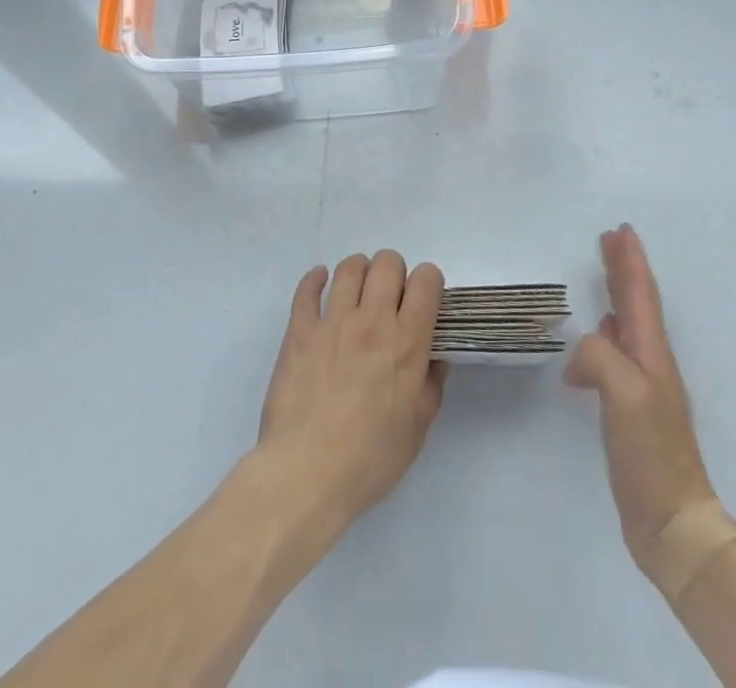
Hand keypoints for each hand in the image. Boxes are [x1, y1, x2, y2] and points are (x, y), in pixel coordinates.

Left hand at [254, 251, 447, 533]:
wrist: (306, 474)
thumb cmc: (370, 459)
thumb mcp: (417, 429)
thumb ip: (431, 385)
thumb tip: (435, 357)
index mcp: (407, 343)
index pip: (427, 280)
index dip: (429, 283)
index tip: (424, 302)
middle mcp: (372, 321)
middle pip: (388, 262)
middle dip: (395, 273)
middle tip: (390, 300)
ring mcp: (333, 322)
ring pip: (350, 267)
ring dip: (359, 273)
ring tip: (358, 293)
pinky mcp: (300, 330)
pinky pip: (307, 289)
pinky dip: (316, 279)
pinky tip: (321, 284)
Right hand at [565, 224, 716, 581]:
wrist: (672, 520)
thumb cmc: (651, 452)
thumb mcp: (623, 394)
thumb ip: (599, 356)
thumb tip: (581, 351)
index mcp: (651, 353)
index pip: (641, 295)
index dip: (631, 261)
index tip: (621, 230)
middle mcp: (651, 362)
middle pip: (637, 303)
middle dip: (625, 268)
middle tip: (610, 239)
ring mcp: (643, 386)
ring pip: (628, 325)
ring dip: (618, 296)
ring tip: (605, 276)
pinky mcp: (631, 408)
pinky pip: (616, 353)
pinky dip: (606, 333)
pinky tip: (598, 336)